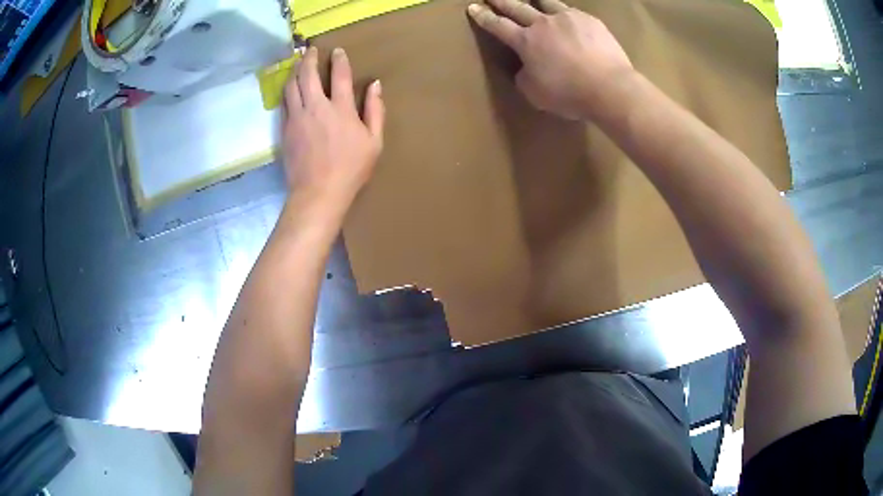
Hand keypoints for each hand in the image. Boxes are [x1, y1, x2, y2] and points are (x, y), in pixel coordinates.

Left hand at [282, 46, 384, 220]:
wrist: (318, 193)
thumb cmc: (351, 169)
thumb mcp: (374, 142)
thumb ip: (375, 110)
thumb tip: (375, 85)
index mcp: (341, 109)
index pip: (339, 75)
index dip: (339, 60)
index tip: (337, 51)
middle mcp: (316, 107)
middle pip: (308, 75)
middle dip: (309, 59)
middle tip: (311, 50)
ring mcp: (297, 117)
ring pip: (291, 86)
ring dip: (295, 71)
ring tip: (298, 64)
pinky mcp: (285, 129)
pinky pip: (284, 102)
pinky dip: (287, 90)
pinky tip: (289, 87)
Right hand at [467, 0, 632, 118]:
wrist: (610, 88)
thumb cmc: (569, 94)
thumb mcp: (535, 93)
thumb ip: (524, 77)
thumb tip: (526, 68)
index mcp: (525, 41)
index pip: (498, 26)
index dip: (484, 17)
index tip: (474, 8)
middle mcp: (543, 24)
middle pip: (517, 7)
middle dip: (502, 1)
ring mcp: (568, 19)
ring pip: (547, 3)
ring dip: (536, 1)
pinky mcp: (590, 21)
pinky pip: (572, 12)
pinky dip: (565, 14)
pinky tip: (568, 17)